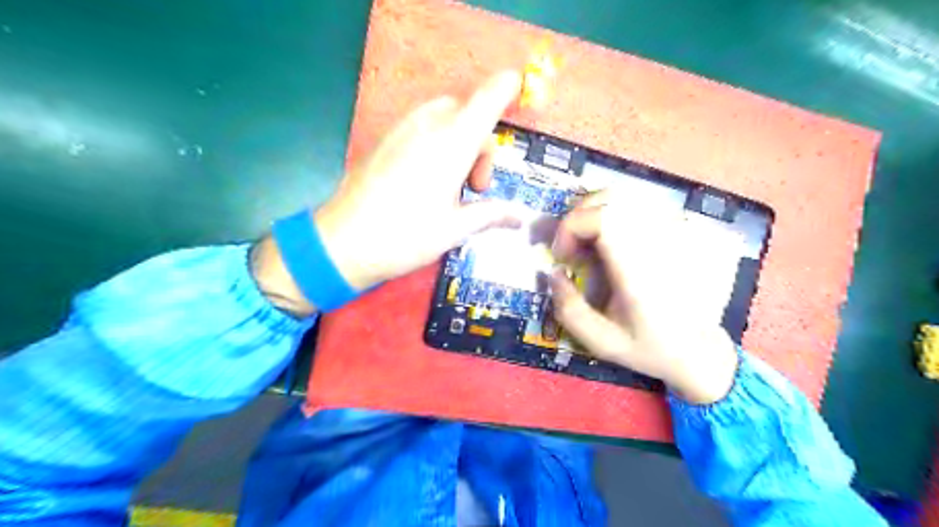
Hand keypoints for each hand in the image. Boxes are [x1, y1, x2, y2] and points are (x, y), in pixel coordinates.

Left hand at [253, 70, 525, 316]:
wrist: (342, 243)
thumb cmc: (405, 237)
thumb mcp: (454, 229)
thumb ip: (490, 214)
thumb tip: (520, 217)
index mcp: (452, 145)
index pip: (487, 101)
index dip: (505, 88)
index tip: (518, 88)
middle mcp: (428, 127)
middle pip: (467, 111)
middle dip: (481, 142)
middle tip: (476, 185)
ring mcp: (401, 130)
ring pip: (443, 116)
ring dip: (459, 140)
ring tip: (451, 185)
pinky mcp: (384, 140)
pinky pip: (421, 125)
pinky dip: (437, 141)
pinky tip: (426, 180)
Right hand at [553, 189, 741, 403]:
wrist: (701, 351)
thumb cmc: (649, 348)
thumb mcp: (600, 342)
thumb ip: (569, 308)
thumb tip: (554, 272)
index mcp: (638, 272)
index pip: (603, 218)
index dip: (571, 227)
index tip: (562, 255)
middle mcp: (658, 244)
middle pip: (611, 199)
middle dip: (579, 216)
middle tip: (571, 246)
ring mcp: (673, 234)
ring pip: (626, 197)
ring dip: (596, 212)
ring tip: (588, 241)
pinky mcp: (679, 233)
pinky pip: (641, 206)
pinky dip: (616, 214)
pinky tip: (612, 239)